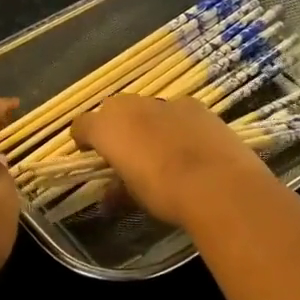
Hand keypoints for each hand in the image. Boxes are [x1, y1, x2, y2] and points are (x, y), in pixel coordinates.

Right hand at [72, 94, 270, 226]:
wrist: (218, 184)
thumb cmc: (163, 192)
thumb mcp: (133, 197)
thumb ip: (116, 190)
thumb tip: (109, 195)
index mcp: (107, 127)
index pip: (82, 125)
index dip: (83, 139)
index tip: (89, 154)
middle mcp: (130, 106)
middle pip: (113, 110)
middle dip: (115, 128)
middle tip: (125, 152)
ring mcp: (164, 102)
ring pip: (145, 109)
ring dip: (146, 124)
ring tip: (160, 150)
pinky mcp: (194, 105)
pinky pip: (175, 112)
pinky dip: (175, 124)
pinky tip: (189, 146)